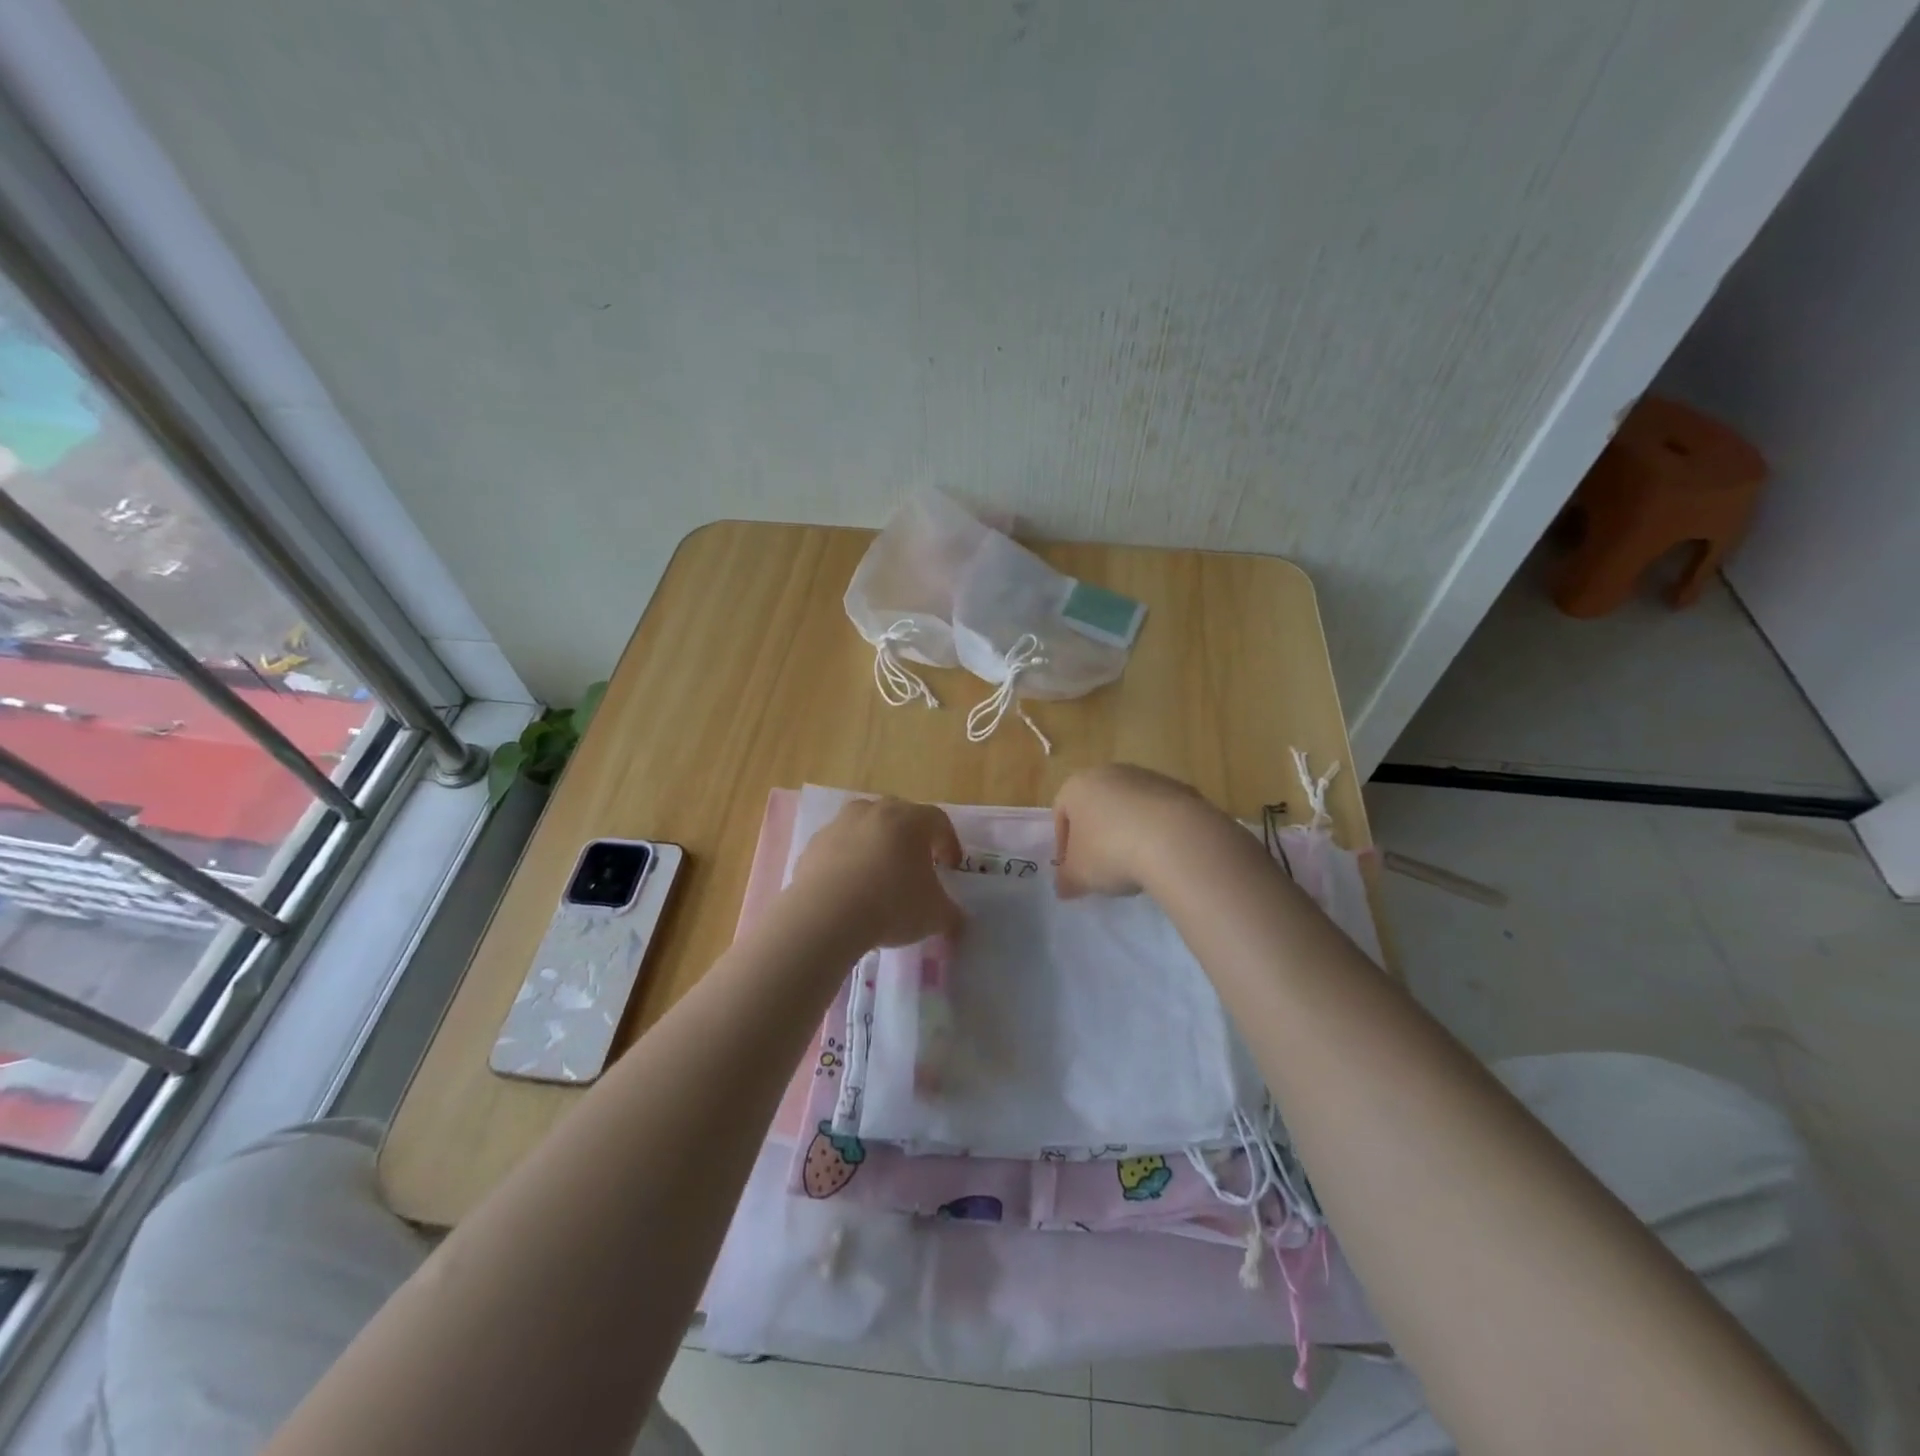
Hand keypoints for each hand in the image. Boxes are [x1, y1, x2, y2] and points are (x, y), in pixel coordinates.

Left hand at [787, 797, 965, 948]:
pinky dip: (847, 859)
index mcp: (910, 820)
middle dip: (911, 838)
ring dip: (875, 844)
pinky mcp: (814, 844)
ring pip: (866, 826)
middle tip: (916, 865)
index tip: (950, 866)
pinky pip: (839, 846)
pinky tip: (849, 887)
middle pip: (900, 815)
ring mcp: (840, 824)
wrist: (826, 915)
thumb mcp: (934, 916)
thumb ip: (950, 914)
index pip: (938, 821)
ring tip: (878, 874)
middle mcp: (875, 811)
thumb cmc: (891, 906)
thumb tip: (954, 920)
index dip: (948, 842)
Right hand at [1052, 764, 1225, 897]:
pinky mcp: (1180, 789)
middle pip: (1097, 807)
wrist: (1176, 840)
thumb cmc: (1111, 851)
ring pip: (1129, 809)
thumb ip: (1066, 881)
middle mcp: (1110, 772)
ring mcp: (1148, 778)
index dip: (1064, 846)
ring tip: (1137, 866)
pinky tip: (1163, 857)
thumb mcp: (1079, 876)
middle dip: (1098, 836)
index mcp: (1078, 786)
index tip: (1074, 871)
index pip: (1061, 813)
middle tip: (1103, 868)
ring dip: (1128, 833)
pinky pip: (1159, 815)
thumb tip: (1064, 888)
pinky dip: (1157, 832)